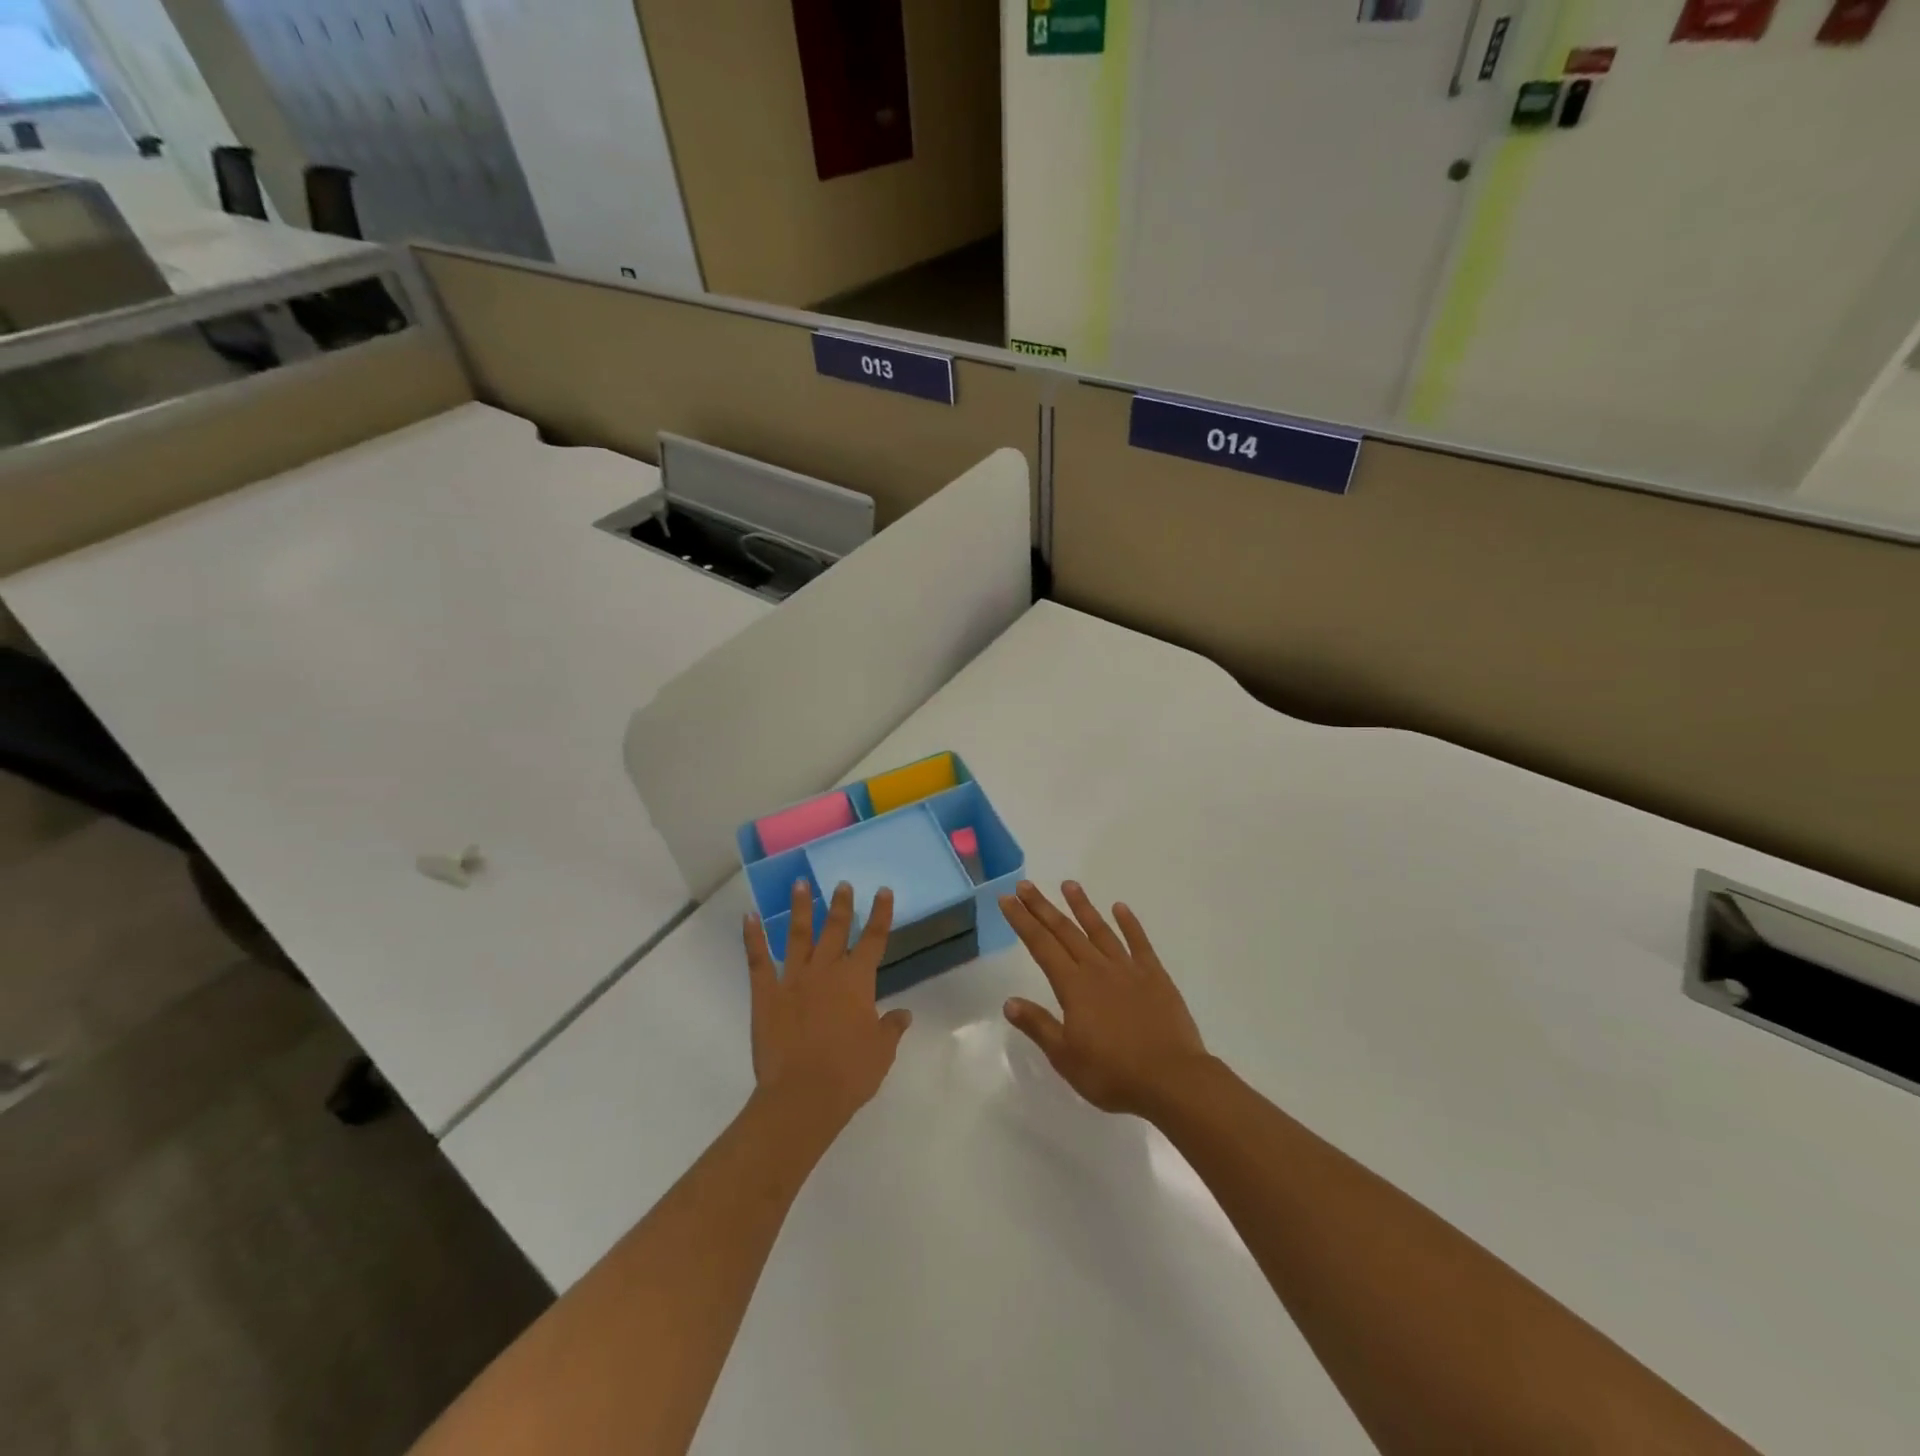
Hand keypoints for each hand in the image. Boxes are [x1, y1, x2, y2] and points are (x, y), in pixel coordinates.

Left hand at [744, 880, 911, 1138]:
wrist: (802, 1096)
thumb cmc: (849, 1074)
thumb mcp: (881, 1052)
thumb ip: (891, 1028)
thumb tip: (903, 1014)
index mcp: (857, 981)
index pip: (874, 939)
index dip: (880, 914)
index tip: (883, 891)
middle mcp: (826, 971)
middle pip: (836, 929)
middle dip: (841, 905)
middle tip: (842, 883)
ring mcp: (793, 979)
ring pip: (798, 935)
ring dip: (800, 908)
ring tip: (800, 883)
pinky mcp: (766, 994)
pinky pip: (758, 960)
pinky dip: (752, 937)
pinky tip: (749, 917)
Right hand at [1000, 880, 1210, 1116]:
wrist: (1172, 1079)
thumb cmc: (1113, 1074)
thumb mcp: (1065, 1057)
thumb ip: (1038, 1025)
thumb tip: (1009, 1001)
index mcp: (1073, 987)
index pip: (1041, 945)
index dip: (1022, 921)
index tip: (1007, 899)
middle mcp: (1097, 969)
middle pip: (1065, 931)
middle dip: (1043, 907)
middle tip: (1025, 884)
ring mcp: (1128, 969)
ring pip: (1100, 930)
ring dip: (1082, 906)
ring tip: (1069, 884)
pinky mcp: (1155, 976)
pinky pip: (1139, 943)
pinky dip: (1129, 924)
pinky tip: (1120, 908)